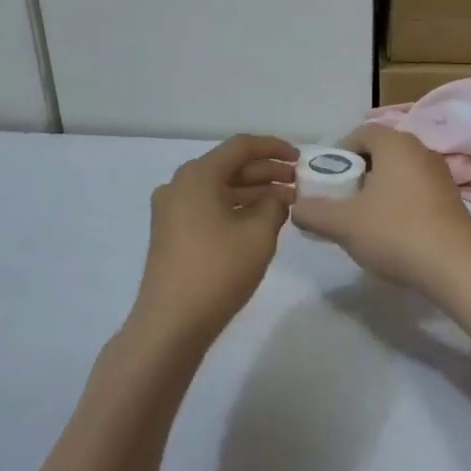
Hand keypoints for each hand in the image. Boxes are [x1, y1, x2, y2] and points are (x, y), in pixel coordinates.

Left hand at [132, 135, 297, 347]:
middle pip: (229, 166)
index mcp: (198, 175)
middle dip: (266, 172)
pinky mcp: (172, 233)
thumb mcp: (258, 234)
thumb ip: (274, 205)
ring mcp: (172, 210)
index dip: (274, 148)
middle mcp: (180, 185)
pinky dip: (236, 208)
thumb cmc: (218, 271)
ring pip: (220, 189)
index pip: (241, 146)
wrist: (170, 324)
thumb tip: (276, 198)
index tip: (300, 158)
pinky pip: (209, 207)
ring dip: (253, 192)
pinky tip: (261, 221)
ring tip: (287, 203)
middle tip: (298, 183)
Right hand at [289, 125, 470, 297]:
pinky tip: (393, 232)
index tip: (327, 179)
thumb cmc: (395, 231)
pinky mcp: (452, 200)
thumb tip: (296, 208)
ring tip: (364, 219)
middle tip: (342, 200)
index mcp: (395, 144)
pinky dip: (400, 204)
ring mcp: (440, 175)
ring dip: (380, 190)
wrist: (456, 266)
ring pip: (400, 173)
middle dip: (358, 173)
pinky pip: (417, 191)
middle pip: (381, 153)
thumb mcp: (343, 224)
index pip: (361, 133)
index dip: (339, 153)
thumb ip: (313, 212)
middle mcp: (421, 151)